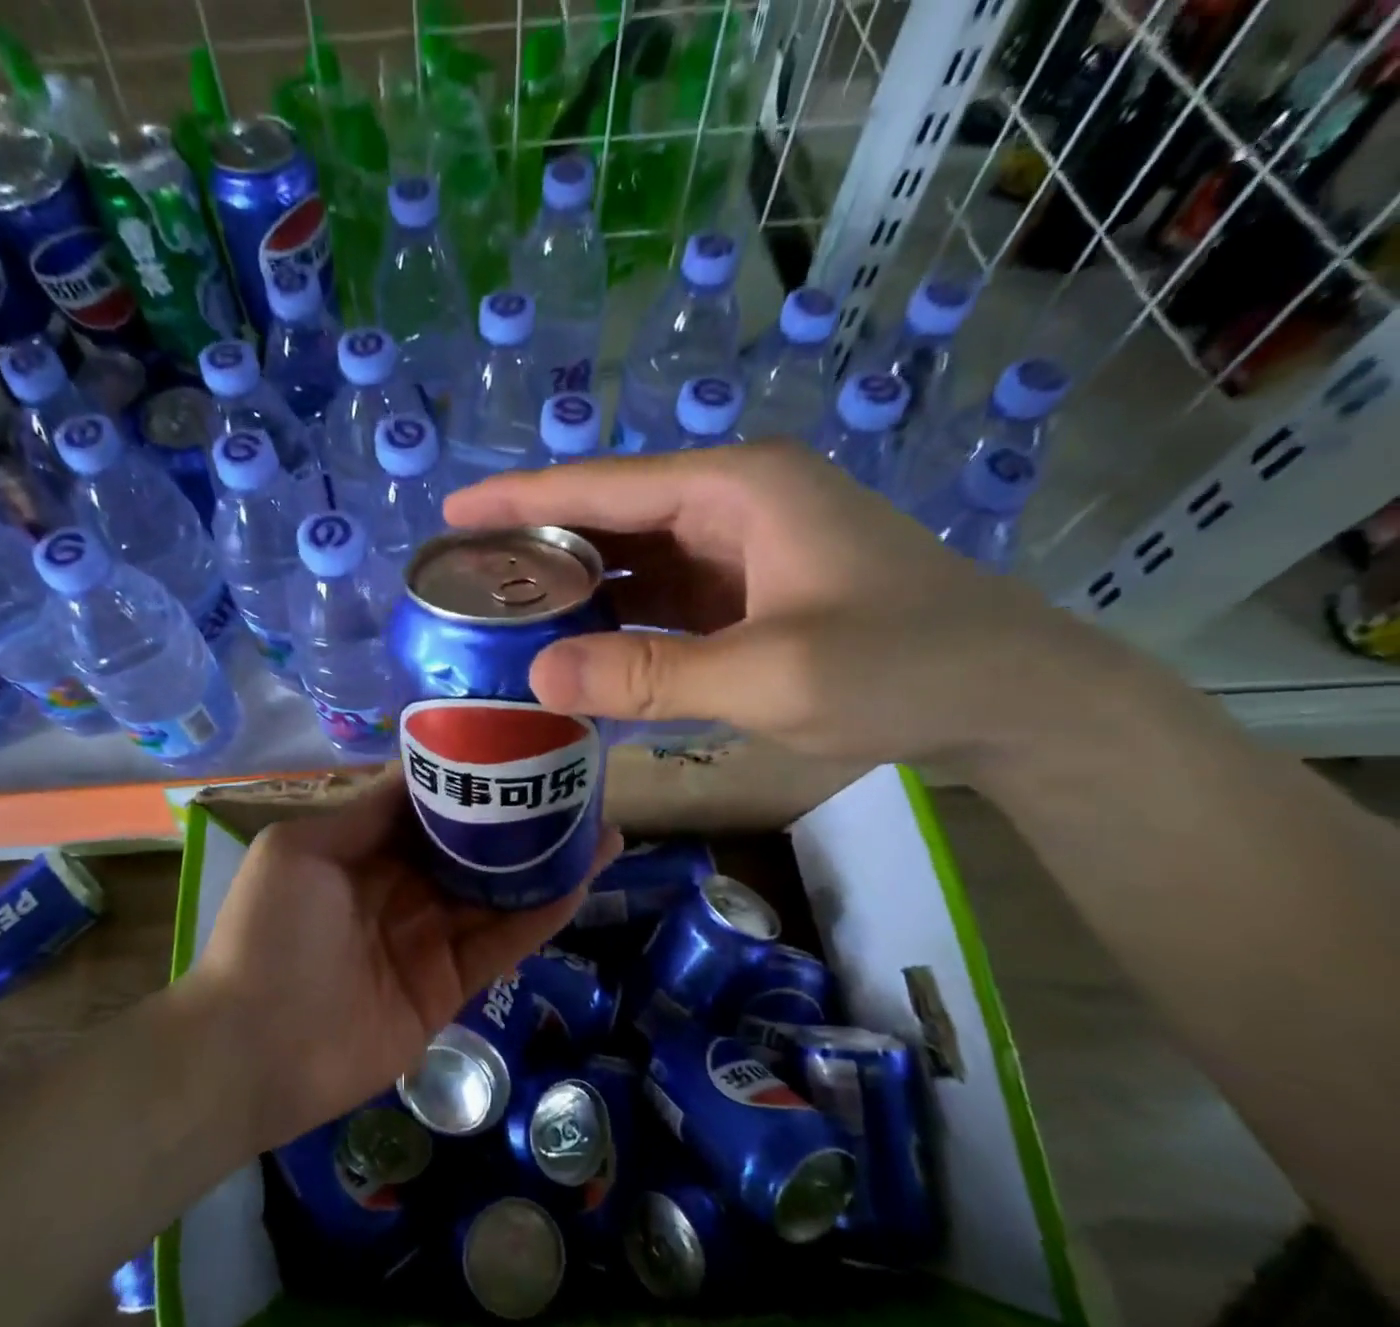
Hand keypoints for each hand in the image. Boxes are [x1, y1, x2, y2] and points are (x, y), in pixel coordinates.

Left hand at [186, 776, 621, 1152]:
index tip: (516, 748)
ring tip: (602, 828)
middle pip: (473, 848)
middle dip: (520, 821)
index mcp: (367, 851)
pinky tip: (582, 881)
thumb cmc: (270, 933)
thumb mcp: (303, 850)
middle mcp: (405, 888)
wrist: (252, 1049)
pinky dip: (543, 914)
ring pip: (499, 892)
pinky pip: (504, 942)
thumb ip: (366, 811)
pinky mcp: (452, 984)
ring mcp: (431, 937)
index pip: (430, 807)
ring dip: (547, 863)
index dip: (471, 780)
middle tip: (575, 787)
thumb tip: (420, 768)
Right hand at [446, 443, 1120, 773]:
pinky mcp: (754, 597)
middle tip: (466, 582)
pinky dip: (620, 624)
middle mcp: (735, 507)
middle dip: (539, 548)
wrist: (1014, 700)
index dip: (521, 499)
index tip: (450, 513)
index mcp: (737, 490)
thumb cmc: (905, 668)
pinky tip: (580, 651)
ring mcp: (746, 554)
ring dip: (576, 591)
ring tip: (504, 619)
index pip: (603, 486)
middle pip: (612, 519)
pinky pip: (665, 603)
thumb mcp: (770, 676)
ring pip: (636, 564)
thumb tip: (536, 673)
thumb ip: (649, 675)